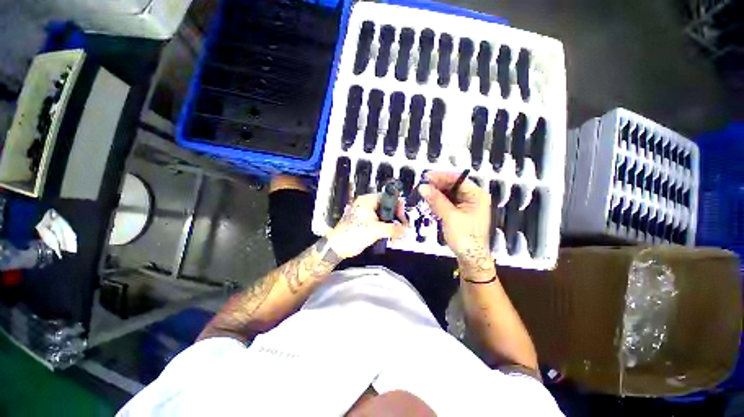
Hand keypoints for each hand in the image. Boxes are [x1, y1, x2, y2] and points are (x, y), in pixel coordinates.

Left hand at [326, 193, 405, 259]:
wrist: (338, 247)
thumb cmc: (353, 234)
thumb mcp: (375, 230)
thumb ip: (393, 229)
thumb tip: (405, 230)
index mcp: (367, 201)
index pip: (387, 197)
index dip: (397, 205)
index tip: (402, 216)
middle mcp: (367, 205)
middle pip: (387, 207)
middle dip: (396, 218)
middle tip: (402, 227)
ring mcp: (366, 214)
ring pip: (384, 216)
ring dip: (392, 225)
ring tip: (397, 234)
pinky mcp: (366, 223)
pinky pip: (380, 223)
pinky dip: (386, 229)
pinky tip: (391, 236)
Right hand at [419, 171, 494, 279]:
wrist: (470, 258)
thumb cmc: (465, 237)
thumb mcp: (450, 216)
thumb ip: (436, 200)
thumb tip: (423, 187)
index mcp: (477, 195)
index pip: (458, 179)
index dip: (441, 177)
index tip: (426, 176)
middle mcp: (473, 198)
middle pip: (453, 186)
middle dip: (437, 186)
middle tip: (422, 186)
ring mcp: (467, 206)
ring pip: (449, 194)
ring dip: (436, 194)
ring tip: (424, 194)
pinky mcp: (460, 213)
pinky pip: (448, 203)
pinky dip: (439, 202)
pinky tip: (431, 203)